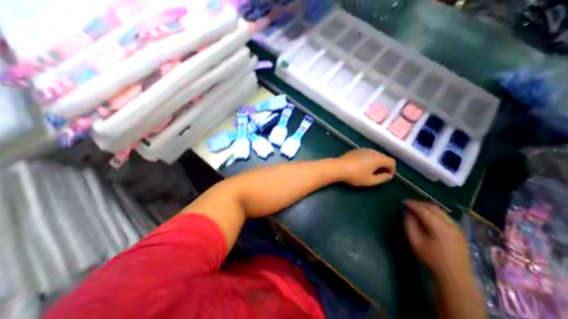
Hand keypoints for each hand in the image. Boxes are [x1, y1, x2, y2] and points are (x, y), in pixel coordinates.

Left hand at [336, 149, 395, 185]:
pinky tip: (361, 166)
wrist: (339, 167)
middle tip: (378, 175)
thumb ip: (382, 178)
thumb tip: (389, 175)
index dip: (392, 170)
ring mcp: (364, 149)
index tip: (386, 177)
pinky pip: (367, 154)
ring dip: (376, 162)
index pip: (392, 162)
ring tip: (370, 171)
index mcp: (378, 158)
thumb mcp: (370, 180)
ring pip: (375, 155)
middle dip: (384, 166)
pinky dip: (368, 159)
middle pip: (384, 157)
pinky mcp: (356, 150)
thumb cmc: (355, 175)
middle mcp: (373, 151)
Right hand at [403, 200, 475, 283]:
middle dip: (419, 204)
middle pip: (433, 208)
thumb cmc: (430, 258)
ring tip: (416, 208)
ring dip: (427, 207)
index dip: (412, 204)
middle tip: (408, 204)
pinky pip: (445, 216)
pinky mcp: (459, 231)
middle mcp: (451, 225)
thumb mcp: (414, 241)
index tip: (403, 201)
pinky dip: (434, 212)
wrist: (454, 276)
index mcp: (440, 228)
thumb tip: (408, 212)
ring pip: (440, 211)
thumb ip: (410, 224)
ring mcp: (457, 228)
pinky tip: (427, 216)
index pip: (424, 210)